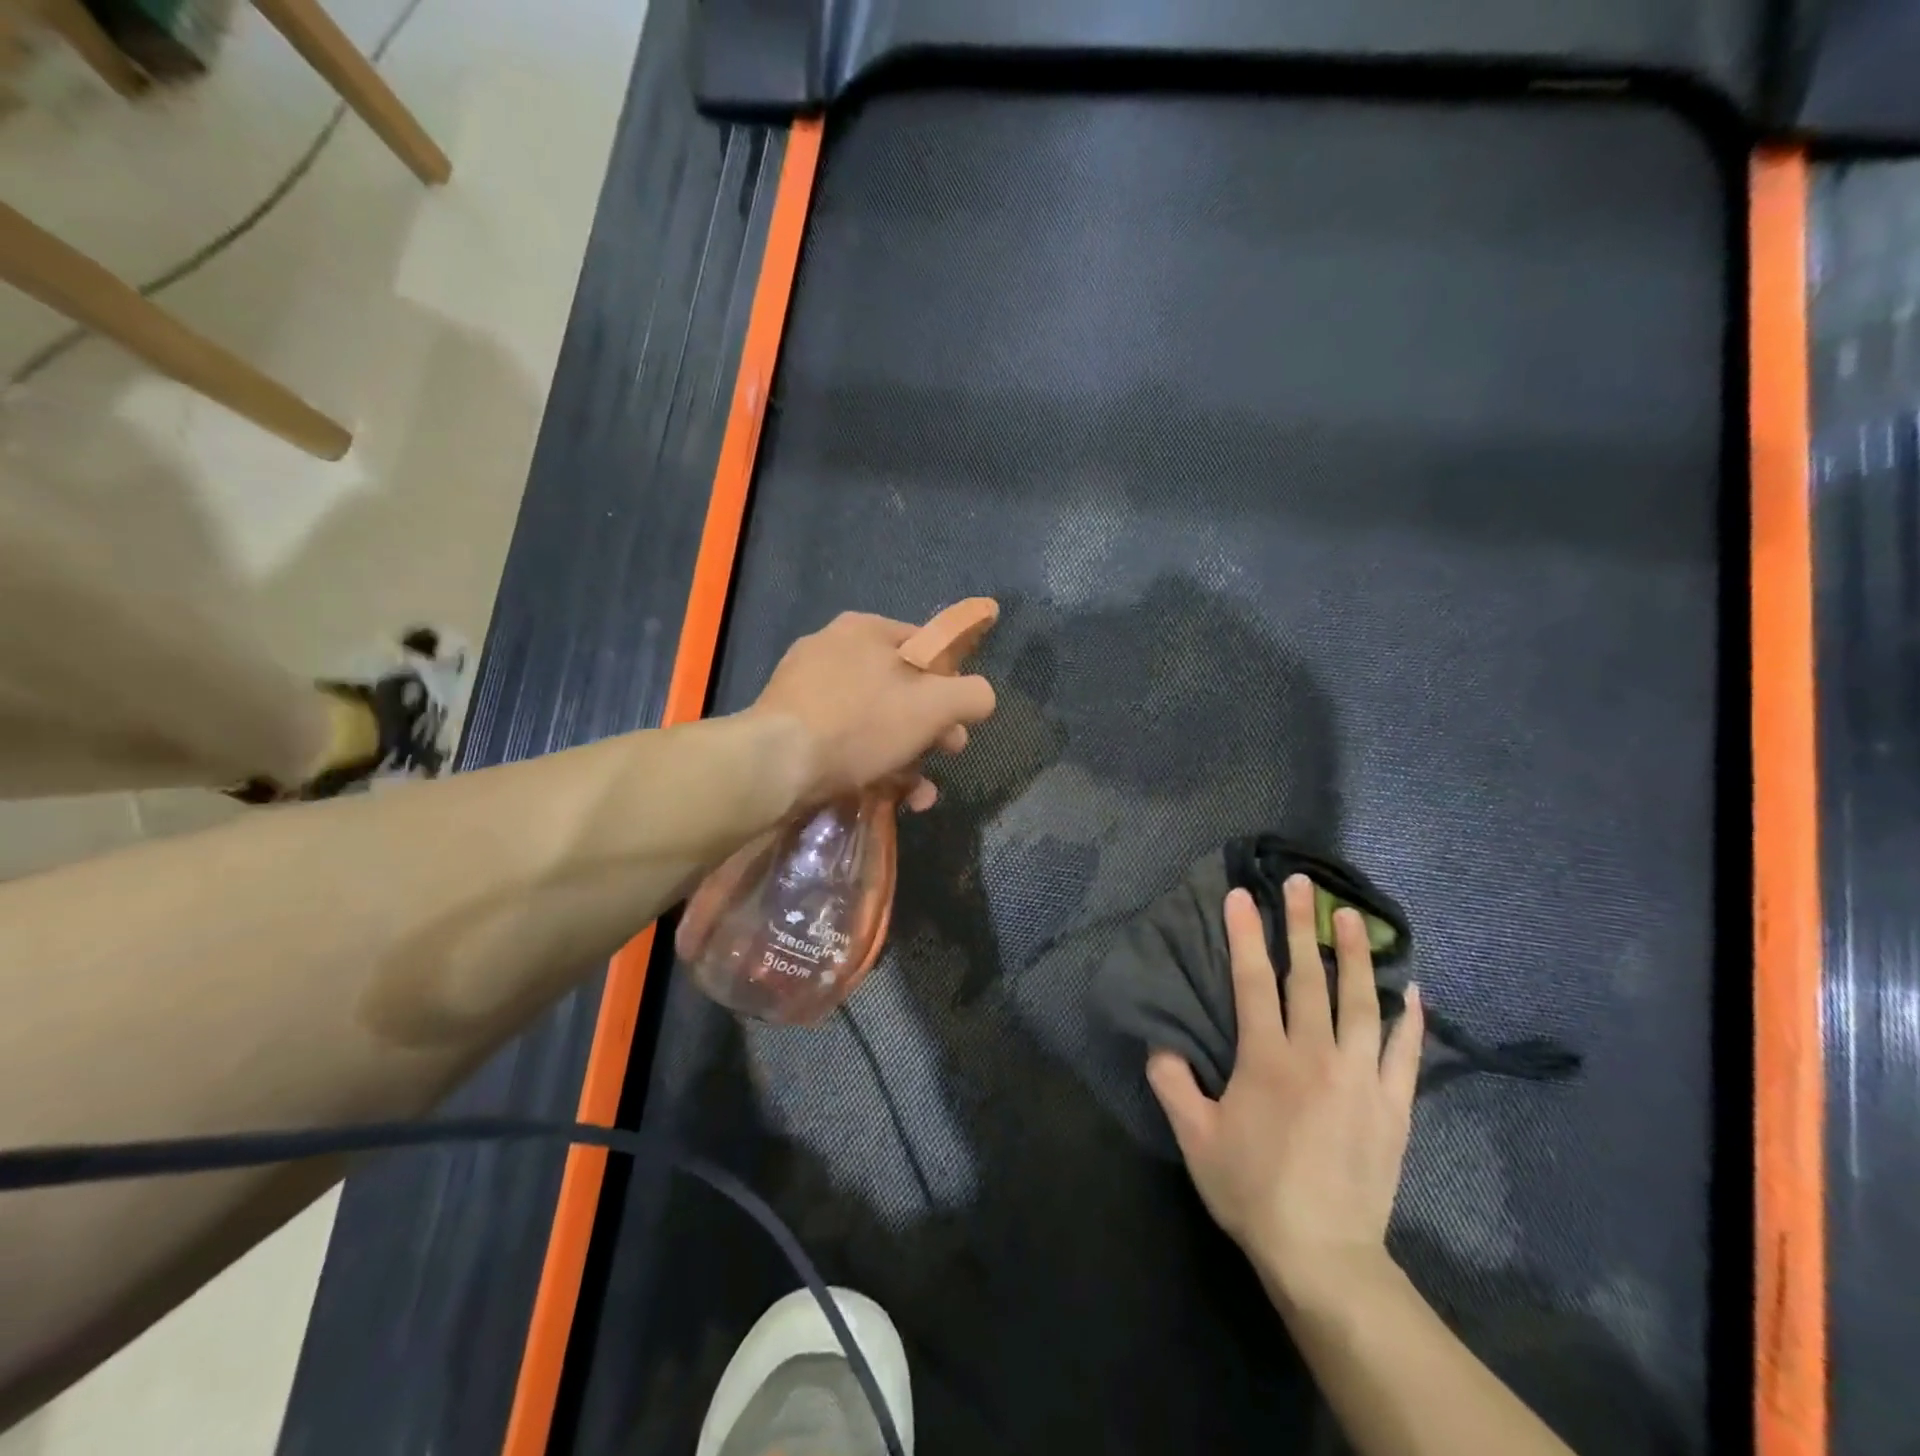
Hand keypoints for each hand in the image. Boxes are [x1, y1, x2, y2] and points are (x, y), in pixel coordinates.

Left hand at [746, 610, 997, 810]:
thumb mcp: (933, 706)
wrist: (775, 763)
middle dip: (930, 729)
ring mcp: (806, 686)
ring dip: (905, 757)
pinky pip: (842, 738)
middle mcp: (833, 648)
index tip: (959, 721)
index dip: (951, 684)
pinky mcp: (789, 723)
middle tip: (946, 755)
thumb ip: (971, 695)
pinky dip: (868, 763)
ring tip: (918, 794)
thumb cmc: (861, 723)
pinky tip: (884, 795)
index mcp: (866, 629)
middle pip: (900, 688)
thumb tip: (981, 698)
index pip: (926, 647)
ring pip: (873, 719)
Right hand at [1147, 877, 1423, 1296]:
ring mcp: (1362, 1078)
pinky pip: (1406, 1053)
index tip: (1243, 894)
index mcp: (1267, 1059)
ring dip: (1358, 956)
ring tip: (1356, 917)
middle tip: (1304, 884)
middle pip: (1310, 977)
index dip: (1245, 934)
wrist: (1323, 1255)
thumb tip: (1158, 1042)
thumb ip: (1171, 1083)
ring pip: (1363, 1003)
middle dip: (1303, 925)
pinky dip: (1412, 1020)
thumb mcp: (1194, 1138)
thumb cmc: (1252, 1190)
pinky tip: (1414, 990)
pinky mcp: (1393, 1106)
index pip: (1254, 981)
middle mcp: (1317, 1055)